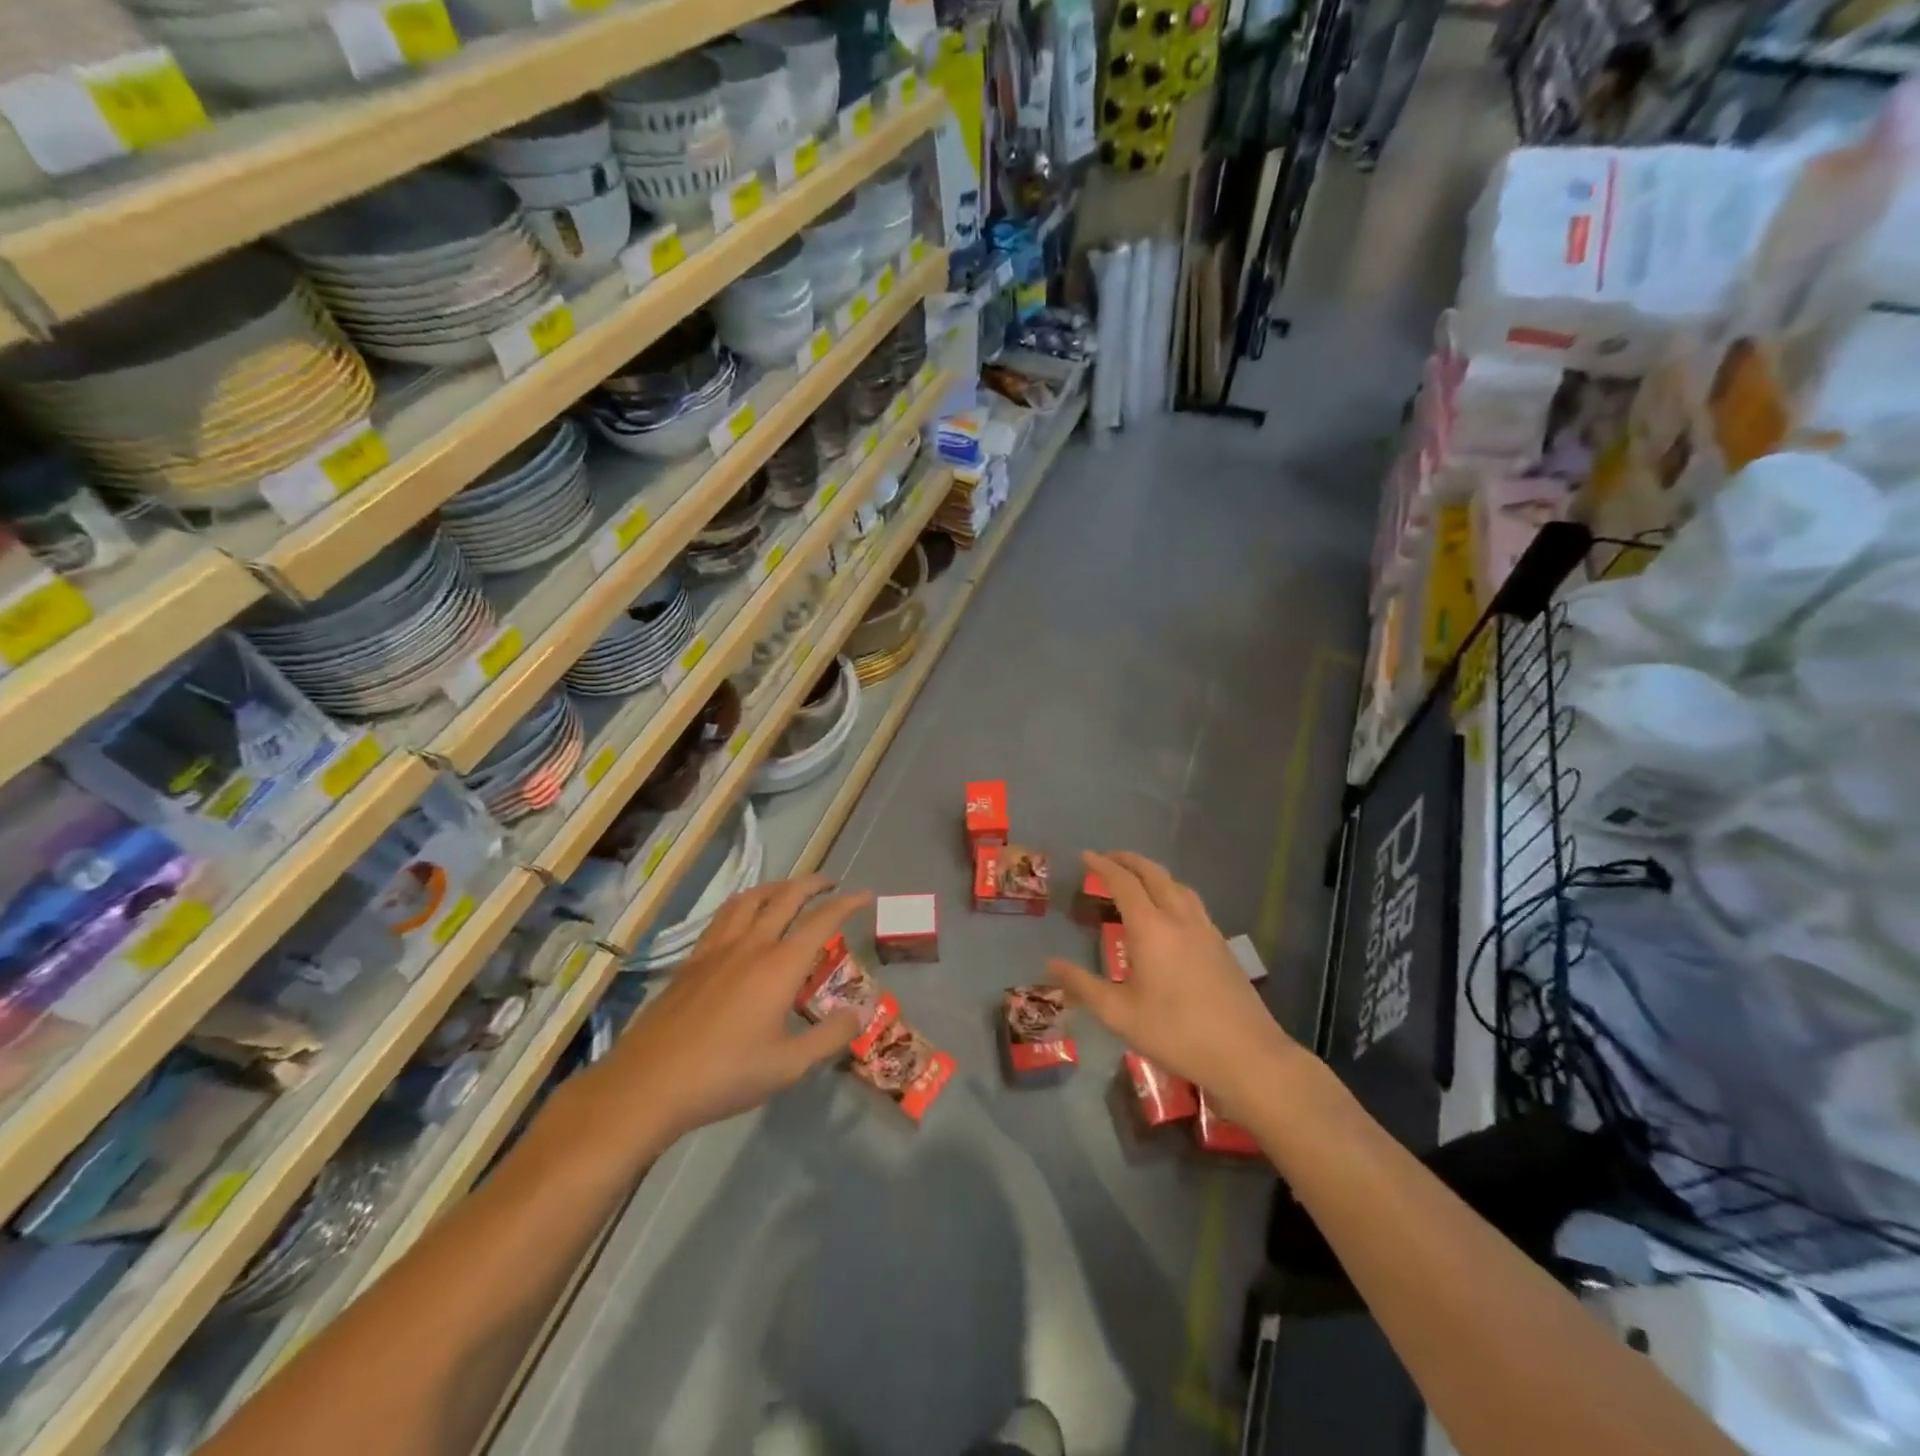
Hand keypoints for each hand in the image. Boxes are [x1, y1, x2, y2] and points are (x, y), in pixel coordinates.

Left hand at [608, 875, 869, 1139]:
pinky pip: (724, 916)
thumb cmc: (725, 1074)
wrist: (649, 1083)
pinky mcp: (692, 960)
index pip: (822, 921)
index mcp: (780, 966)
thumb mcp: (789, 1065)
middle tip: (831, 883)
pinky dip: (744, 904)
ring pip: (750, 899)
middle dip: (813, 884)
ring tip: (789, 889)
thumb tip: (860, 1013)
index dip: (847, 904)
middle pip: (786, 897)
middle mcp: (751, 945)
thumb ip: (829, 1037)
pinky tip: (743, 918)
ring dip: (776, 886)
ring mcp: (717, 949)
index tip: (865, 895)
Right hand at [1047, 851, 1298, 1115]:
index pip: (1123, 883)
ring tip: (1138, 880)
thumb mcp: (1120, 1014)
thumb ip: (1083, 985)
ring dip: (1154, 874)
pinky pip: (1193, 903)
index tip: (1086, 856)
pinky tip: (1171, 914)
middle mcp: (1179, 918)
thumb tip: (1050, 964)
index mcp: (1151, 928)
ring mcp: (1206, 929)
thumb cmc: (1176, 1033)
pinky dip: (1174, 892)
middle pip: (1154, 874)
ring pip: (1178, 885)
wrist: (1246, 1054)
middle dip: (1129, 860)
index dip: (1102, 866)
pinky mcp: (1222, 945)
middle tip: (1108, 858)